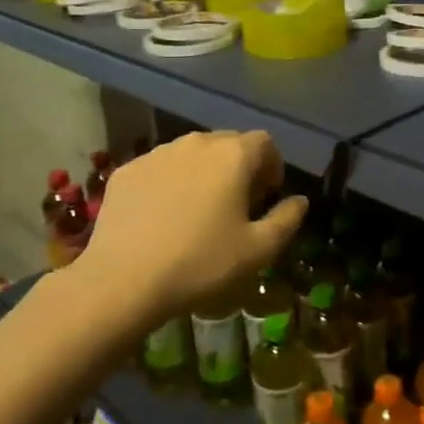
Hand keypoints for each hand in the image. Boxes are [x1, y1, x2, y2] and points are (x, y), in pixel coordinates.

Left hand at [78, 130, 307, 327]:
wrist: (123, 281)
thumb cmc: (201, 263)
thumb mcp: (258, 250)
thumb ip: (287, 219)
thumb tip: (300, 201)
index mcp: (233, 156)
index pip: (265, 142)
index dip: (272, 166)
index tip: (267, 195)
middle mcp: (196, 143)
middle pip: (228, 143)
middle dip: (239, 167)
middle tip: (237, 204)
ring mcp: (157, 154)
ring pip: (192, 154)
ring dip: (204, 172)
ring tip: (199, 209)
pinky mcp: (127, 171)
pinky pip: (160, 168)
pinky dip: (170, 182)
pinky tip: (163, 216)